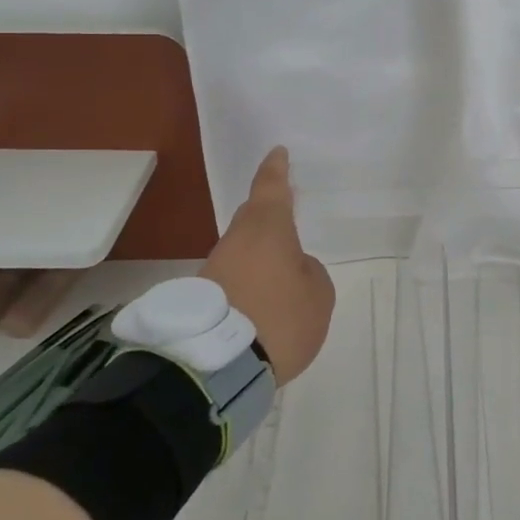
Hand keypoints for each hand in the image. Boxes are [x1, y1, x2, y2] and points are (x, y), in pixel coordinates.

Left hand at [201, 147, 334, 384]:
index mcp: (267, 230)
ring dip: (260, 253)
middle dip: (267, 212)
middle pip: (253, 218)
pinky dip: (250, 280)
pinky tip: (264, 299)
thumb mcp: (317, 295)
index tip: (278, 152)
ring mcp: (214, 269)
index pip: (271, 189)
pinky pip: (234, 277)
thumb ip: (310, 273)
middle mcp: (236, 241)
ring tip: (282, 271)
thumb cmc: (280, 318)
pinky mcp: (203, 297)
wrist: (218, 367)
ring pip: (242, 249)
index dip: (276, 170)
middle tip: (285, 209)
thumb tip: (293, 270)